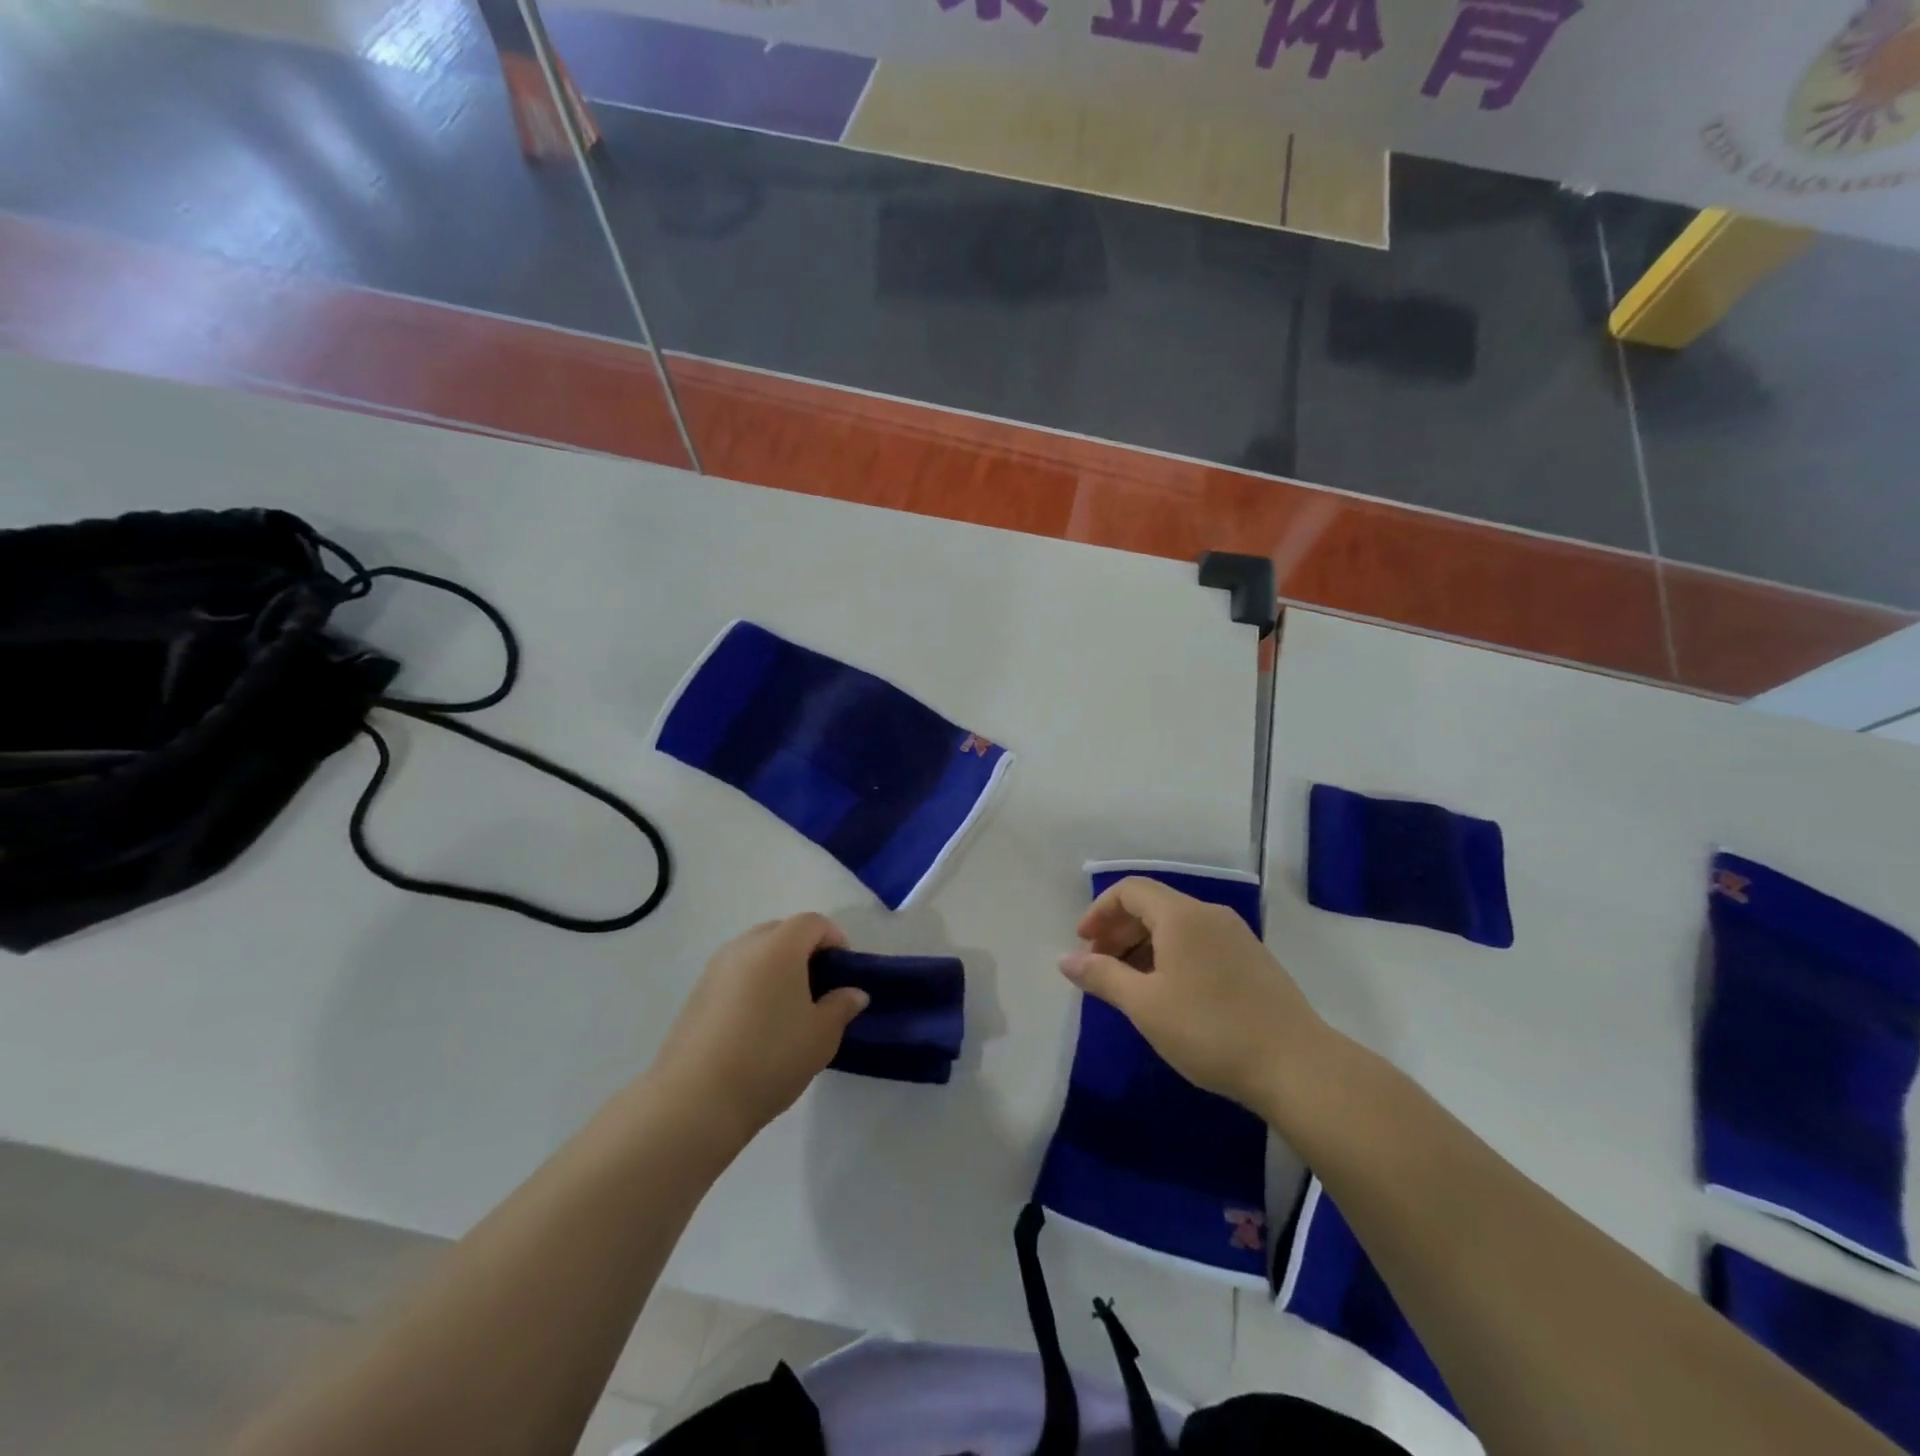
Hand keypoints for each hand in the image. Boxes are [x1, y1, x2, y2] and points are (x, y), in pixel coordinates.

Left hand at [648, 914, 868, 1146]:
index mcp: (779, 946)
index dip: (834, 939)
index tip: (843, 972)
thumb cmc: (770, 1057)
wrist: (695, 1099)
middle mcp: (744, 947)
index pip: (812, 922)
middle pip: (780, 931)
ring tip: (787, 1007)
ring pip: (754, 951)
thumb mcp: (821, 1035)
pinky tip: (756, 1023)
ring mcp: (714, 969)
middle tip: (818, 987)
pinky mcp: (696, 994)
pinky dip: (751, 984)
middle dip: (803, 949)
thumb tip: (853, 993)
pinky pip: (734, 974)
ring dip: (775, 966)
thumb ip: (841, 1006)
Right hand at [1060, 877, 1329, 1114]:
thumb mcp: (1145, 1005)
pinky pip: (1199, 944)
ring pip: (1177, 927)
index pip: (1131, 890)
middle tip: (1100, 968)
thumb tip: (1065, 960)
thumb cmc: (1210, 1029)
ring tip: (1130, 986)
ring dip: (1144, 947)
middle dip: (1119, 931)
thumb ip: (1102, 976)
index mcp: (1182, 915)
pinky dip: (1172, 957)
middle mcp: (1210, 915)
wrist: (1297, 1066)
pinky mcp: (1253, 961)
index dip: (1100, 911)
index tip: (1083, 944)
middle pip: (1153, 906)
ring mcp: (1236, 937)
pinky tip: (1169, 995)